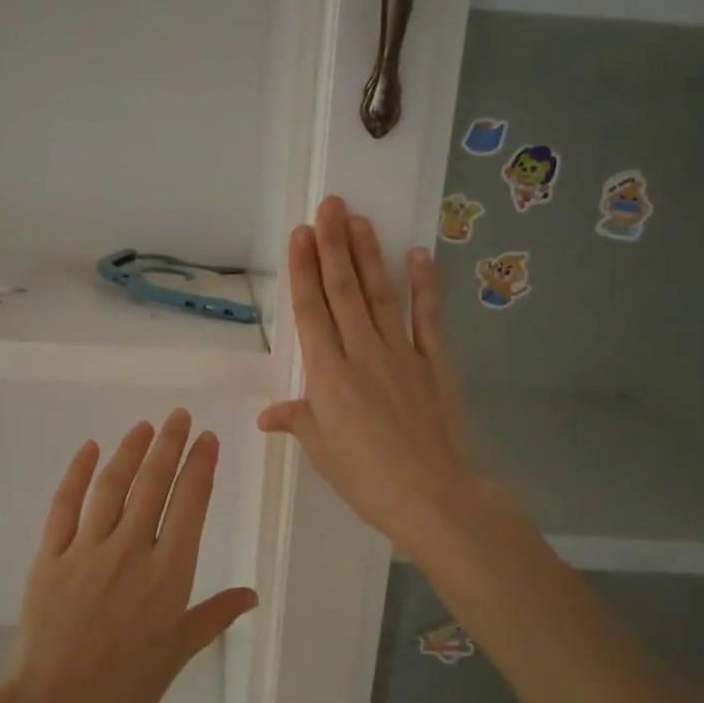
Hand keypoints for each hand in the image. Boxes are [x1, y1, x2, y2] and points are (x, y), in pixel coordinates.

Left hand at [3, 411, 257, 702]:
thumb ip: (213, 616)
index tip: (208, 439)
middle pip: (153, 485)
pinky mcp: (49, 557)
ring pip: (112, 487)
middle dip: (170, 445)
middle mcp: (131, 551)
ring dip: (130, 452)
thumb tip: (251, 595)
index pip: (190, 505)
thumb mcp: (177, 653)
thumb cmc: (125, 688)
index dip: (201, 467)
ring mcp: (86, 550)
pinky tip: (88, 449)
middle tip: (180, 416)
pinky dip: (76, 474)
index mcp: (168, 574)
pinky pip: (64, 506)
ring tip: (144, 427)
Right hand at [258, 196, 501, 557]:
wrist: (433, 496)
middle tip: (330, 205)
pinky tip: (419, 256)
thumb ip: (298, 422)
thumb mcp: (323, 453)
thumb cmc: (367, 480)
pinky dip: (424, 285)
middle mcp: (362, 353)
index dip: (304, 271)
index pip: (311, 312)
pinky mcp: (436, 363)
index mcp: (327, 376)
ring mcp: (402, 354)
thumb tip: (267, 414)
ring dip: (369, 255)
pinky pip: (427, 317)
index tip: (301, 235)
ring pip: (381, 295)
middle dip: (334, 246)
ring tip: (360, 220)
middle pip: (344, 291)